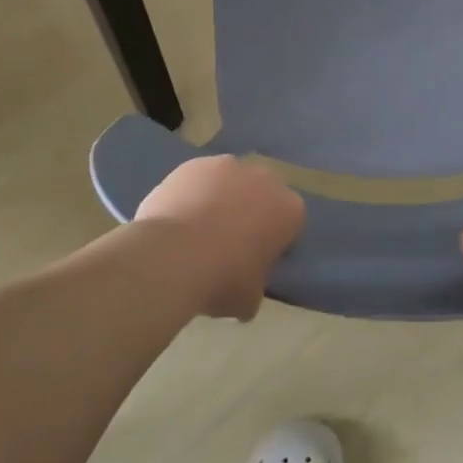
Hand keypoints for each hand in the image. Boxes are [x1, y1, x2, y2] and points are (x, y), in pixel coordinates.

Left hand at [135, 156, 304, 319]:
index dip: (274, 241)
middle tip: (229, 242)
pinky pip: (200, 179)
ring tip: (197, 230)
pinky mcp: (194, 163)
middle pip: (262, 194)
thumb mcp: (250, 298)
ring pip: (230, 182)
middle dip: (251, 211)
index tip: (257, 259)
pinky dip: (193, 193)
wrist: (172, 256)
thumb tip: (246, 287)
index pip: (290, 222)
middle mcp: (265, 178)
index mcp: (290, 209)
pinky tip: (177, 218)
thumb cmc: (222, 279)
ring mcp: (228, 165)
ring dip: (221, 198)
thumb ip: (256, 284)